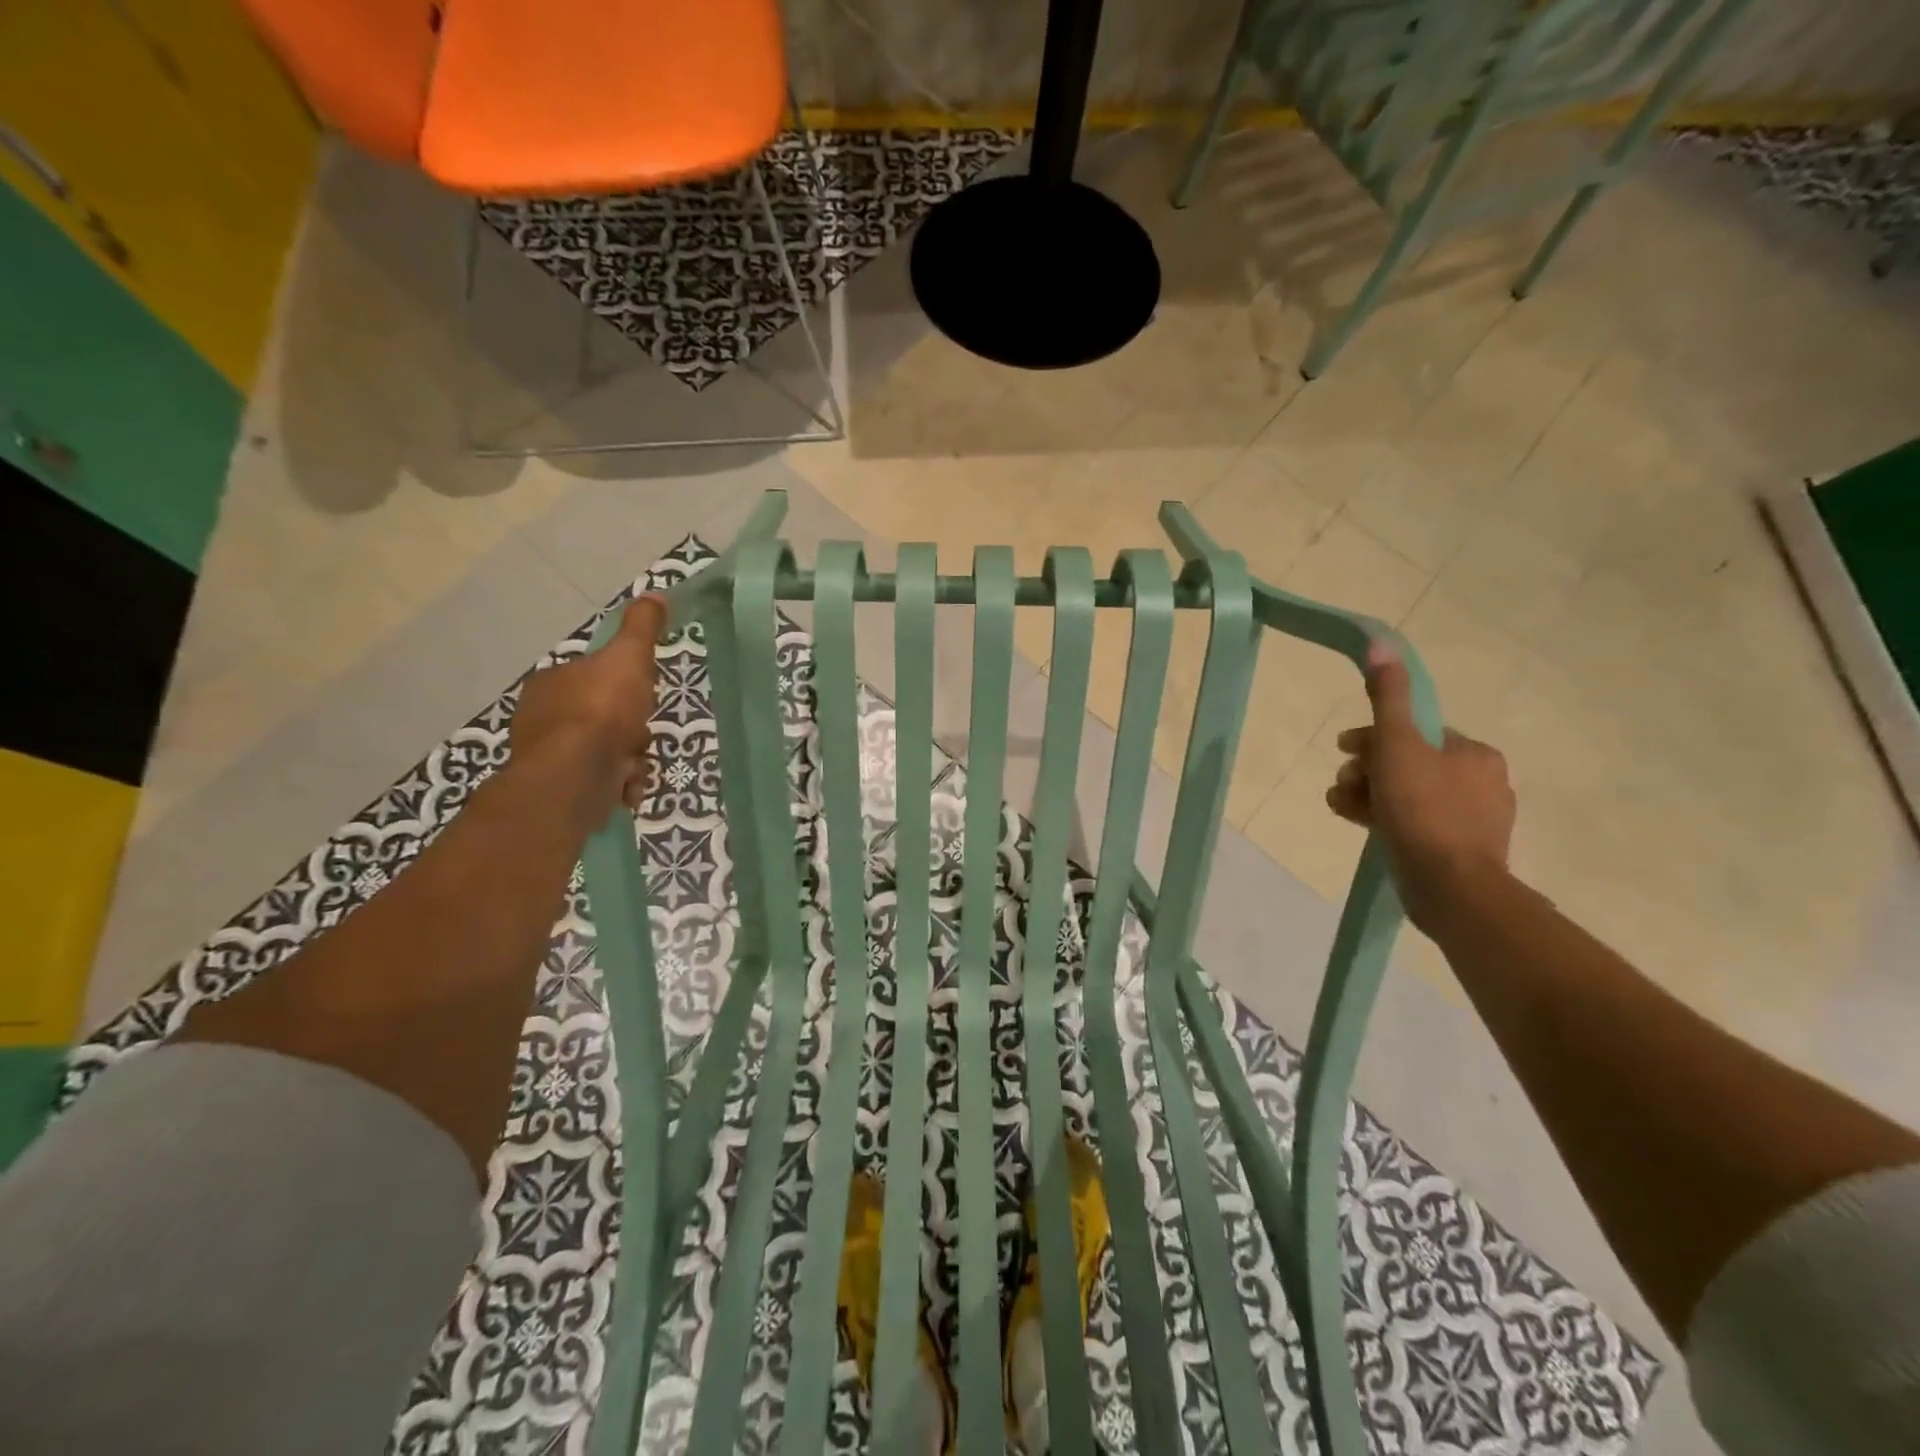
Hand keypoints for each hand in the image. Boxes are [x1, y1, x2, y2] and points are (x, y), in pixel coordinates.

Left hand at [509, 596, 665, 819]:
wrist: (576, 775)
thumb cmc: (602, 710)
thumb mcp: (629, 658)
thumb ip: (641, 628)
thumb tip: (654, 594)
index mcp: (551, 683)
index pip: (593, 677)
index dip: (624, 687)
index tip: (643, 697)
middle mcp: (541, 717)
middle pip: (602, 717)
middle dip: (630, 729)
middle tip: (643, 734)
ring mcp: (548, 756)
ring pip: (603, 751)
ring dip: (628, 759)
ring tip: (636, 765)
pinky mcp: (558, 788)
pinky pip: (599, 781)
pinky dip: (618, 783)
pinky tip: (628, 786)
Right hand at [1327, 639, 1515, 934]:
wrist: (1452, 888)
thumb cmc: (1423, 810)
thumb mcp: (1397, 744)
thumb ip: (1387, 697)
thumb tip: (1381, 643)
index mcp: (1473, 752)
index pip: (1414, 731)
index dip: (1372, 736)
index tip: (1343, 749)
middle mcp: (1480, 780)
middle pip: (1407, 762)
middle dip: (1365, 769)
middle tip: (1341, 784)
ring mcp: (1472, 819)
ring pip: (1407, 793)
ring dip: (1367, 793)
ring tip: (1340, 805)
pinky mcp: (1458, 850)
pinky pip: (1414, 822)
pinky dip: (1383, 818)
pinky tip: (1356, 823)